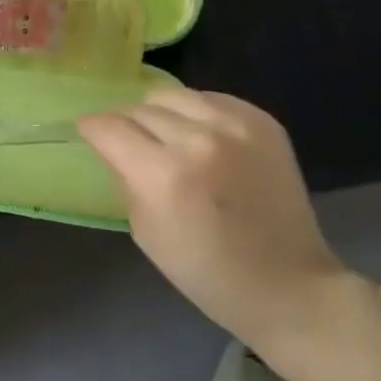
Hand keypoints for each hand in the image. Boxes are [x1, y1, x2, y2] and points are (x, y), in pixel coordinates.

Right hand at [78, 89, 352, 351]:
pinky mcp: (262, 121)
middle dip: (127, 123)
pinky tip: (202, 137)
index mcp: (164, 175)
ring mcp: (235, 125)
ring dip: (161, 113)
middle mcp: (198, 139)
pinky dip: (196, 113)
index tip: (89, 132)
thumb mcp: (147, 234)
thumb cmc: (209, 273)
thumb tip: (114, 146)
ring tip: (167, 136)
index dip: (93, 127)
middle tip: (131, 143)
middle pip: (140, 107)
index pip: (111, 128)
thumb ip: (126, 179)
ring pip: (173, 94)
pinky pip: (211, 98)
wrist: (290, 286)